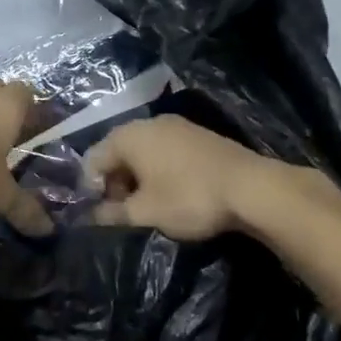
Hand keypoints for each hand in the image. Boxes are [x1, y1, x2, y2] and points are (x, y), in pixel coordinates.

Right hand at [83, 116, 281, 240]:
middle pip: (117, 152)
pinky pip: (165, 151)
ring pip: (142, 152)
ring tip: (146, 206)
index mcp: (128, 136)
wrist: (251, 188)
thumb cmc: (188, 197)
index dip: (90, 189)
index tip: (98, 214)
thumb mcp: (144, 212)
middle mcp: (149, 123)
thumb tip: (88, 217)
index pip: (93, 159)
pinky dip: (159, 171)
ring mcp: (177, 126)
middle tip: (122, 213)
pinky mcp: (198, 136)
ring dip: (137, 179)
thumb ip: (111, 213)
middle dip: (114, 183)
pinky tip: (170, 193)